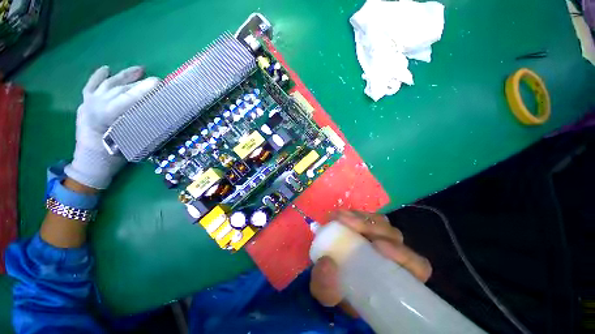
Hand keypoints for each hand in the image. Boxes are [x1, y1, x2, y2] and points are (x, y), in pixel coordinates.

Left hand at [64, 66, 158, 189]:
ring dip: (124, 76)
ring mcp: (88, 102)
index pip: (126, 98)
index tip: (159, 82)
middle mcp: (94, 105)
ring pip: (108, 84)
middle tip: (156, 81)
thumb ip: (140, 125)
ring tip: (139, 69)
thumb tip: (157, 113)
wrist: (89, 162)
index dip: (143, 89)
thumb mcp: (130, 142)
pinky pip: (91, 86)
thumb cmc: (112, 156)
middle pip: (120, 89)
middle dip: (139, 83)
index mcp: (104, 116)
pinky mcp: (85, 104)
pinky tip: (106, 69)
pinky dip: (98, 77)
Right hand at [310, 210, 431, 316]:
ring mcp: (379, 239)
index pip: (417, 267)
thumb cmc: (335, 290)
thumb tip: (327, 263)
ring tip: (340, 217)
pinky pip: (367, 217)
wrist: (328, 272)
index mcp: (394, 279)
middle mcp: (392, 256)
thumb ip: (327, 288)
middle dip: (371, 226)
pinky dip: (355, 214)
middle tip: (345, 221)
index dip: (403, 255)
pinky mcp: (366, 228)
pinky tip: (341, 215)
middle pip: (394, 236)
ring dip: (361, 218)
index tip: (377, 246)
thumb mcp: (327, 294)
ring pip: (382, 223)